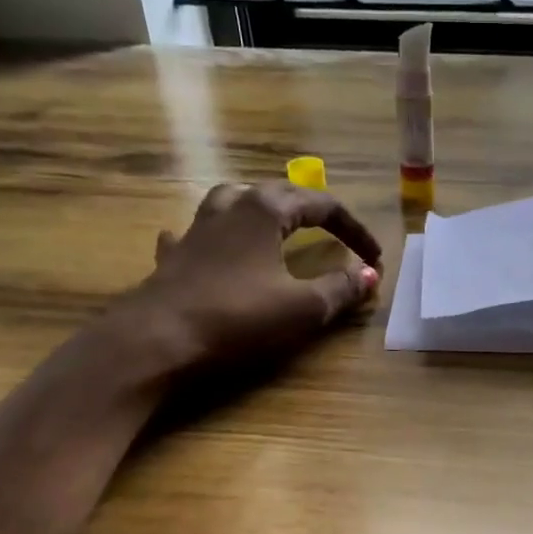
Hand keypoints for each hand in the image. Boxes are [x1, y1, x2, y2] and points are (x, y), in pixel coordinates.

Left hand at [106, 182, 381, 373]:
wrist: (158, 339)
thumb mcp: (303, 308)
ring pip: (232, 202)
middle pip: (277, 194)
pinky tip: (209, 246)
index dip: (354, 230)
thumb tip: (370, 275)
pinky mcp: (174, 257)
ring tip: (275, 226)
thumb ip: (341, 288)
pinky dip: (211, 237)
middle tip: (334, 234)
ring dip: (260, 210)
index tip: (374, 258)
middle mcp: (230, 208)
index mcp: (265, 210)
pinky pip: (195, 234)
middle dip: (312, 212)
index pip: (322, 206)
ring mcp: (196, 230)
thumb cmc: (238, 317)